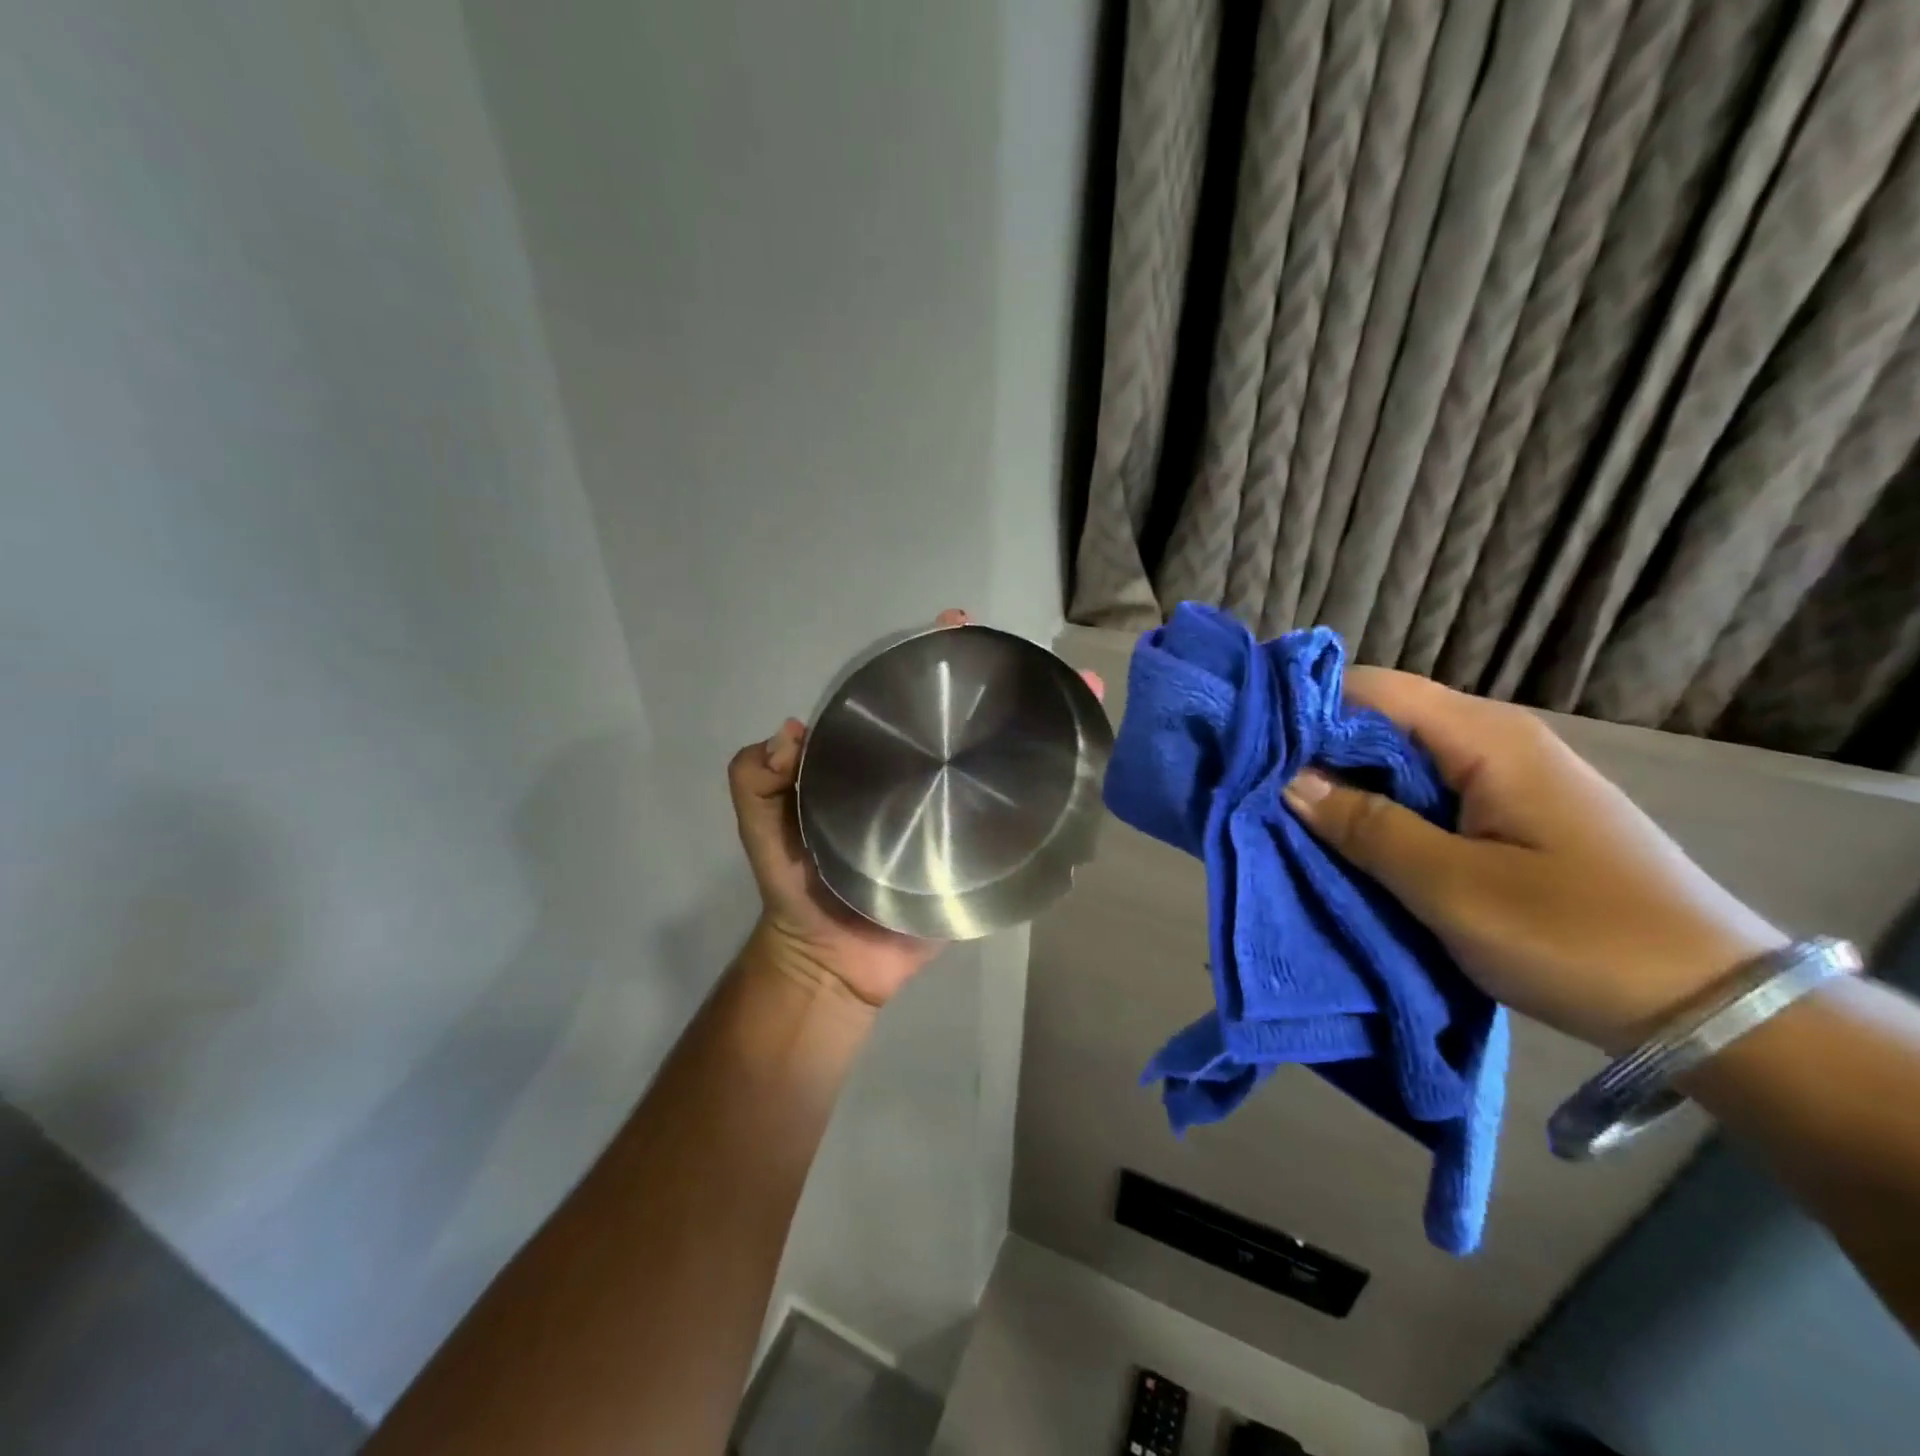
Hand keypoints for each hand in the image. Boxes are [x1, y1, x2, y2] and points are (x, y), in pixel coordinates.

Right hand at [1283, 668, 1787, 1052]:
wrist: (1715, 1011)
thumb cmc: (1576, 936)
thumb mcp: (1452, 887)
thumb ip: (1366, 826)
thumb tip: (1291, 780)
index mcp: (1485, 738)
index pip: (1374, 689)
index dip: (1309, 706)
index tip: (1250, 741)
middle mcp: (1497, 741)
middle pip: (1385, 721)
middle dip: (1320, 750)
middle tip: (1260, 787)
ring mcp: (1510, 780)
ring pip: (1404, 761)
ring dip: (1350, 786)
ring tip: (1292, 815)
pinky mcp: (1515, 818)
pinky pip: (1430, 794)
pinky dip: (1384, 811)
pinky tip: (1354, 840)